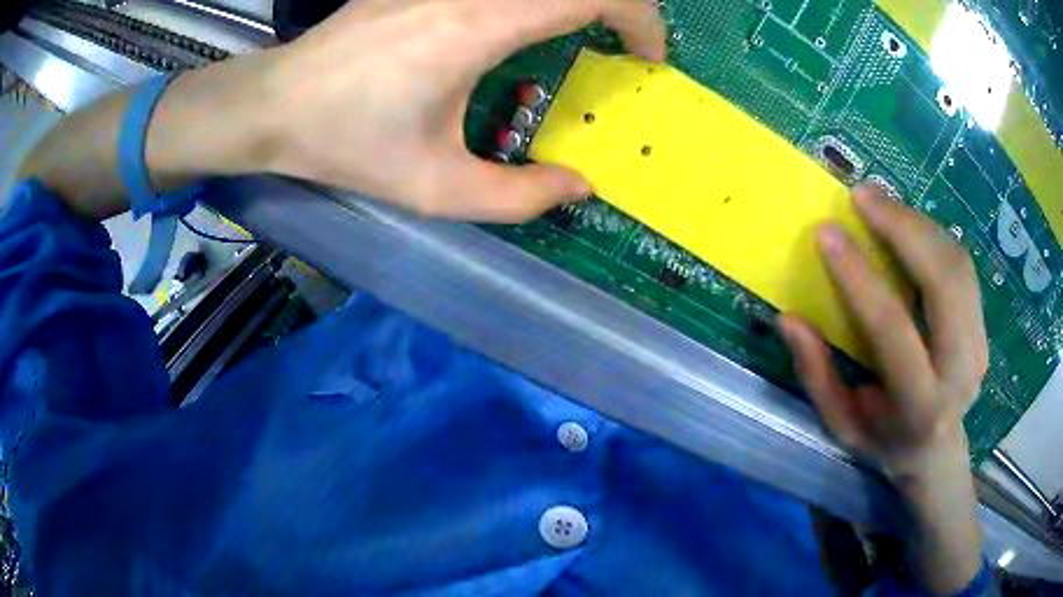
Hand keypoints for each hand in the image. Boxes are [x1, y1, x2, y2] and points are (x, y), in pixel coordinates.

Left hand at [261, 0, 665, 221]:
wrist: (274, 104)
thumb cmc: (345, 143)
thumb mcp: (433, 188)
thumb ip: (517, 197)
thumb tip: (579, 186)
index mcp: (478, 24)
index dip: (640, 20)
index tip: (644, 57)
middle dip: (618, 7)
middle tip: (620, 46)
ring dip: (573, 4)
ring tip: (578, 38)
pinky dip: (531, 3)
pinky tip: (516, 31)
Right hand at [779, 184, 986, 593]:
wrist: (936, 451)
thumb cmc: (883, 440)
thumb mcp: (840, 425)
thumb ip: (818, 376)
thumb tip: (790, 318)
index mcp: (918, 406)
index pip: (893, 330)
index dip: (859, 277)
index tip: (827, 232)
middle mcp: (959, 373)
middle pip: (943, 283)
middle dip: (904, 229)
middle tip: (863, 194)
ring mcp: (979, 346)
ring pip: (957, 266)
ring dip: (918, 224)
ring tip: (880, 203)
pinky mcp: (984, 326)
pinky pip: (962, 267)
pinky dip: (932, 236)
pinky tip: (906, 226)